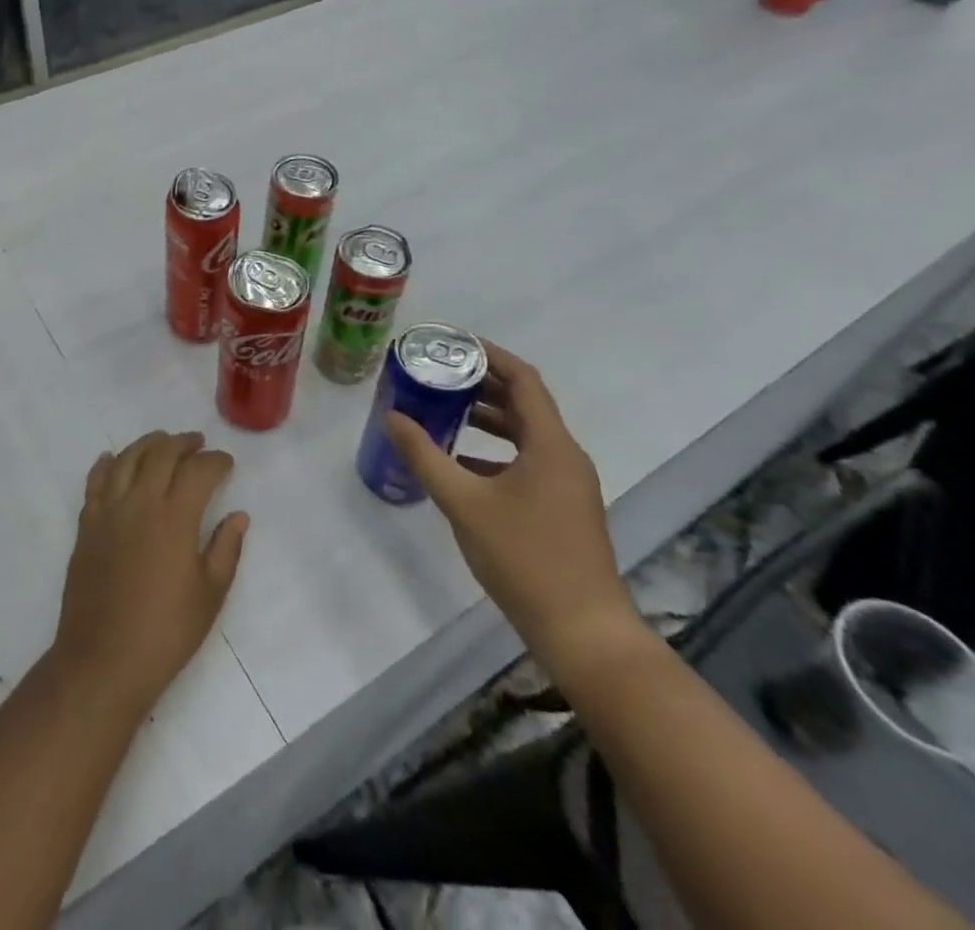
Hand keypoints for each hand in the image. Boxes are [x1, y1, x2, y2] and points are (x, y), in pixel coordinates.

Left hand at [49, 431, 249, 719]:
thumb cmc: (165, 632)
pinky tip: (112, 459)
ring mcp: (108, 511)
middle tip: (198, 444)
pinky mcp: (86, 525)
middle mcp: (140, 502)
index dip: (216, 461)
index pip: (199, 470)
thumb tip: (238, 516)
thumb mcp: (209, 594)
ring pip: (126, 458)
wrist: (103, 661)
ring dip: (147, 444)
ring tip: (162, 442)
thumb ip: (226, 549)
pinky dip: (106, 464)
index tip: (226, 464)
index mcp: (175, 517)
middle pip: (161, 453)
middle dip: (183, 443)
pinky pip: (95, 481)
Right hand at [385, 342, 642, 680]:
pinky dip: (495, 452)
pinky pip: (528, 461)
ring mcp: (568, 484)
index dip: (490, 355)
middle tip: (440, 374)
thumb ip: (425, 456)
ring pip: (526, 434)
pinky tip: (461, 465)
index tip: (454, 343)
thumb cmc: (524, 558)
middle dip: (483, 385)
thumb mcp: (463, 503)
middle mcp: (565, 455)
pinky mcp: (563, 508)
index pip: (523, 379)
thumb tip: (392, 417)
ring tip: (445, 411)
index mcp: (551, 444)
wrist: (583, 632)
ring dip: (488, 419)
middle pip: (525, 403)